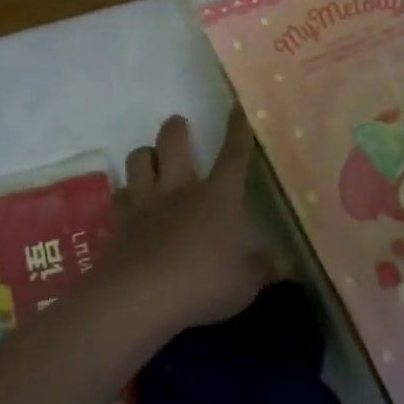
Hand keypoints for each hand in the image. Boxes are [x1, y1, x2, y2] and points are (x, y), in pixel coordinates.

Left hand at [105, 110, 275, 333]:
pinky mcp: (119, 221)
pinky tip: (131, 201)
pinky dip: (127, 193)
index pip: (233, 155)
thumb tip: (284, 263)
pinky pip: (121, 194)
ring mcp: (145, 202)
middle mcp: (179, 188)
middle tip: (179, 124)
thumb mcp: (248, 281)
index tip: (237, 108)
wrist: (142, 295)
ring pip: (139, 159)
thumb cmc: (204, 282)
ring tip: (151, 159)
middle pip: (173, 142)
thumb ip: (265, 267)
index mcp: (218, 196)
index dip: (237, 130)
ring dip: (146, 154)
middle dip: (176, 128)